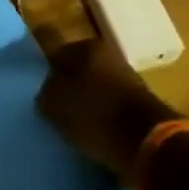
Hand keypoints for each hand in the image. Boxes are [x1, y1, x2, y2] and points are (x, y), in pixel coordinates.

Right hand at [37, 36, 177, 182]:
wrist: (148, 143)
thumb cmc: (95, 114)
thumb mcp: (55, 103)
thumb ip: (46, 92)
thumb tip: (48, 93)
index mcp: (87, 46)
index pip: (57, 53)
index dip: (46, 73)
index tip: (40, 93)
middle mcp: (110, 56)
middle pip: (79, 71)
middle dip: (69, 88)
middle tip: (55, 110)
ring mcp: (128, 80)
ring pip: (97, 89)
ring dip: (87, 105)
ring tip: (74, 127)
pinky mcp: (141, 106)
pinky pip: (112, 109)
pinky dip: (103, 120)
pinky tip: (94, 135)